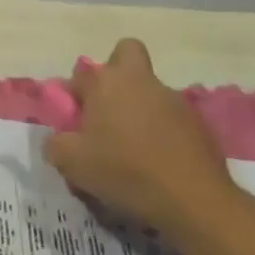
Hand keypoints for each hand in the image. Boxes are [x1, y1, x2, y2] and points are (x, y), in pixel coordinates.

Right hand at [43, 39, 238, 236]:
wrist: (193, 200)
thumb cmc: (123, 171)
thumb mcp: (70, 162)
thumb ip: (55, 144)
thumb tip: (58, 140)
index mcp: (107, 82)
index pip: (81, 74)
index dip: (73, 94)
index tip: (72, 120)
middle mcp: (141, 81)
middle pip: (127, 54)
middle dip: (115, 71)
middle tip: (106, 107)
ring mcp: (175, 100)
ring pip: (150, 90)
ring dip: (139, 108)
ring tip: (132, 149)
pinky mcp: (200, 124)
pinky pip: (172, 119)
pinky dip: (162, 133)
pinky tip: (158, 163)